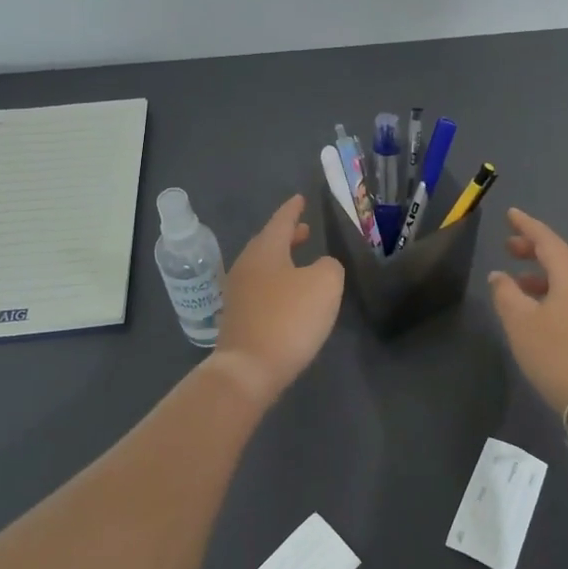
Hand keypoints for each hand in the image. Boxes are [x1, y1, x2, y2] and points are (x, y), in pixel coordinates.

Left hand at [211, 194, 344, 404]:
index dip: (293, 209)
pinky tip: (289, 296)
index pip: (281, 221)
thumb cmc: (289, 318)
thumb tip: (321, 267)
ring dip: (282, 261)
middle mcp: (246, 266)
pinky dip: (276, 283)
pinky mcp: (238, 319)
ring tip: (301, 262)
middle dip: (287, 236)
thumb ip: (329, 267)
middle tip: (304, 230)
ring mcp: (238, 293)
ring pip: (263, 266)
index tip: (300, 198)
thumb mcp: (325, 284)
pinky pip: (260, 289)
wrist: (248, 369)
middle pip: (268, 243)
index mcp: (265, 250)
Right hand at [488, 208, 567, 413]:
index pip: (547, 239)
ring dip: (542, 273)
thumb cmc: (556, 354)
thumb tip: (499, 276)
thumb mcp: (520, 322)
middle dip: (534, 248)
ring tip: (517, 280)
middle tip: (509, 246)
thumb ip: (506, 293)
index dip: (527, 225)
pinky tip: (537, 308)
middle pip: (560, 256)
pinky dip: (552, 290)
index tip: (510, 214)